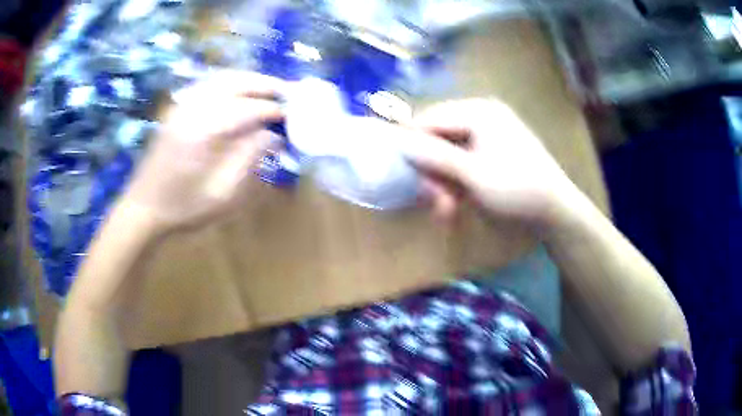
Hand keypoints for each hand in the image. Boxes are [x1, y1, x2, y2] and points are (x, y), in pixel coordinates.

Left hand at [122, 71, 284, 232]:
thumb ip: (249, 159)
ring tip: (271, 89)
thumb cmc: (183, 207)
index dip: (273, 110)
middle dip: (266, 84)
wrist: (143, 208)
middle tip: (289, 92)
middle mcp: (193, 109)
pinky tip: (242, 92)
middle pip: (236, 82)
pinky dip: (231, 83)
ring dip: (250, 80)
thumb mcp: (222, 194)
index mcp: (204, 132)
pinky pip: (209, 85)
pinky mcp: (178, 109)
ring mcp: (183, 106)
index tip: (293, 115)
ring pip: (223, 79)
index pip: (248, 109)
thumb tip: (272, 135)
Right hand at [402, 99, 581, 229]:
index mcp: (478, 111)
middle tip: (430, 200)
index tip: (398, 170)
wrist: (556, 211)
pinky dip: (456, 184)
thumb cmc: (517, 189)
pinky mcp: (492, 154)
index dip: (411, 143)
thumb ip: (434, 156)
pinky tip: (455, 205)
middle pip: (439, 138)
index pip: (430, 118)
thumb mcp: (473, 174)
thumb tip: (399, 142)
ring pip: (449, 155)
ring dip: (443, 183)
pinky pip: (463, 164)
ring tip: (444, 210)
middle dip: (432, 171)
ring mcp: (488, 136)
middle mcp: (481, 117)